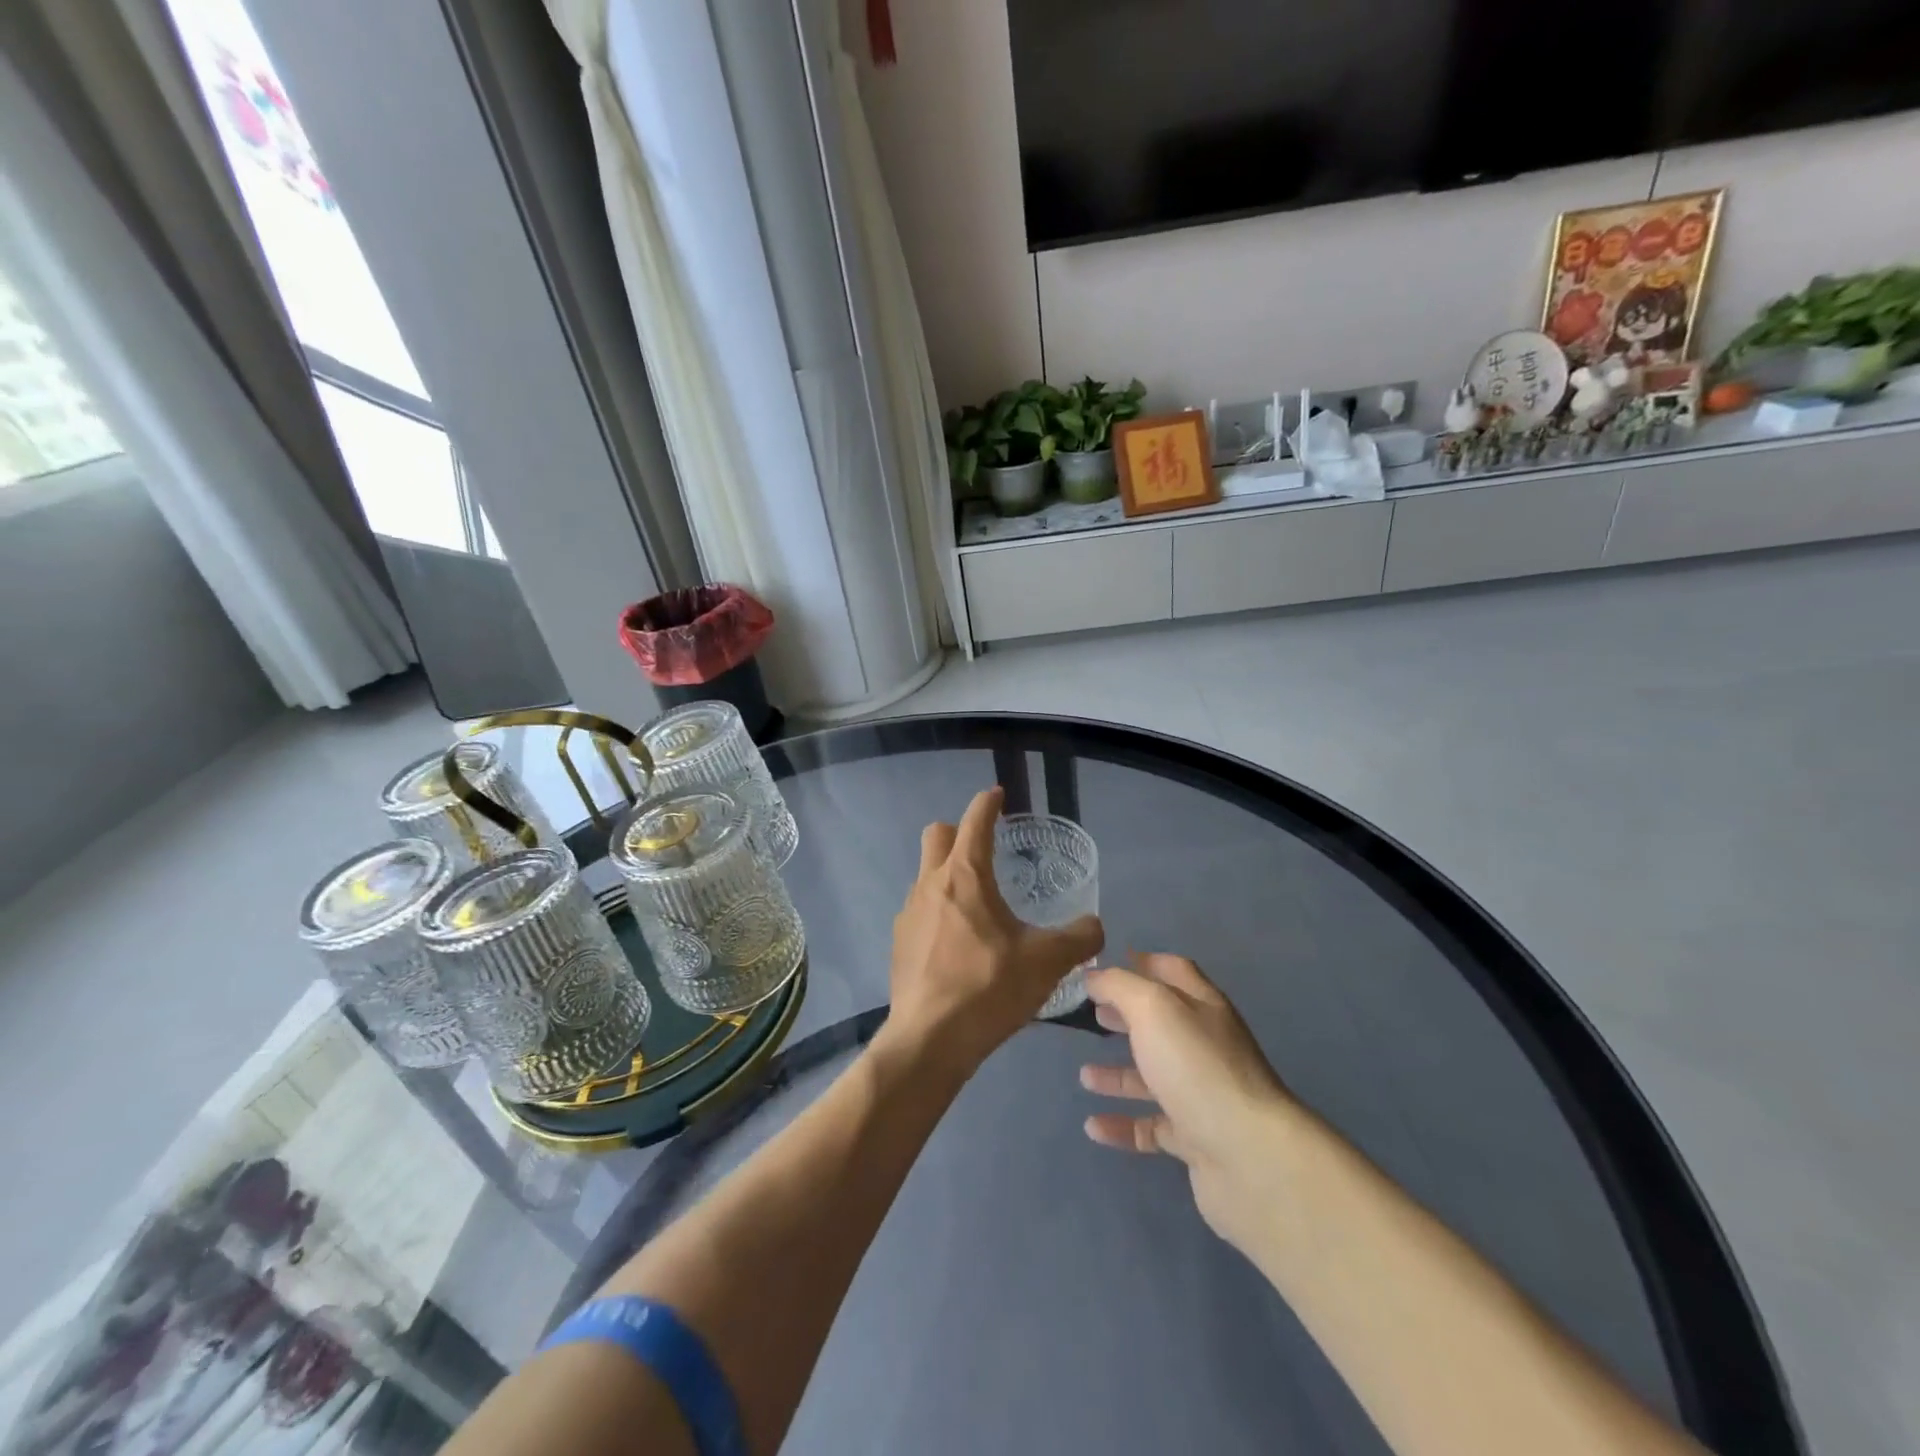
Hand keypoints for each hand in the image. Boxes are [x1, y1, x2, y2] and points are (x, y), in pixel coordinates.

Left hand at [885, 788, 1103, 1077]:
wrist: (930, 1039)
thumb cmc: (988, 987)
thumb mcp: (1047, 961)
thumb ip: (1079, 937)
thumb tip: (1094, 926)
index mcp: (965, 875)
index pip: (975, 820)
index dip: (988, 802)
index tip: (998, 795)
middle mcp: (930, 883)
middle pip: (937, 835)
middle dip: (959, 831)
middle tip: (987, 850)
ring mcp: (908, 912)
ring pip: (926, 873)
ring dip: (949, 875)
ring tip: (978, 906)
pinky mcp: (899, 942)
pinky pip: (920, 910)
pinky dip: (939, 911)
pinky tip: (959, 944)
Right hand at [1081, 954, 1296, 1251]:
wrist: (1250, 1156)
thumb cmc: (1197, 1067)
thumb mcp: (1153, 1008)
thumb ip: (1120, 986)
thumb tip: (1094, 976)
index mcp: (1202, 1007)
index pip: (1174, 971)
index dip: (1142, 963)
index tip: (1105, 966)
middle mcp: (1205, 1046)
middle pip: (1161, 1024)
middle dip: (1126, 1017)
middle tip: (1091, 1014)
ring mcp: (1202, 1095)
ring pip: (1154, 1078)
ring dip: (1118, 1075)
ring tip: (1084, 1075)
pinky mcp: (1196, 1140)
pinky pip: (1152, 1127)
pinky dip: (1123, 1125)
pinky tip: (1093, 1127)